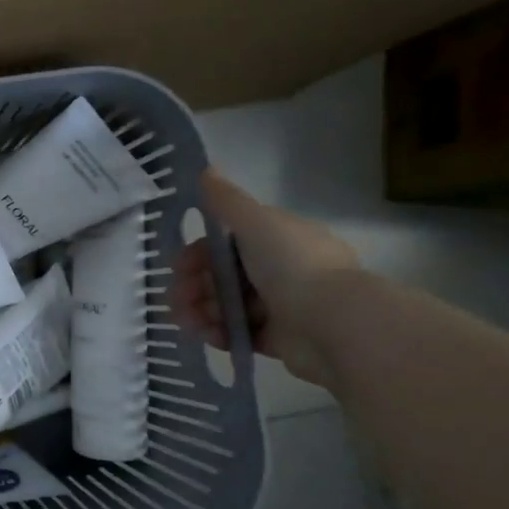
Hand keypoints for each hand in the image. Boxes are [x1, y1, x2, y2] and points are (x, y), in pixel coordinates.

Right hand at [173, 169, 360, 387]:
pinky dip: (218, 333)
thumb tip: (204, 169)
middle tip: (175, 299)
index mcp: (278, 239)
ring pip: (227, 305)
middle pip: (223, 276)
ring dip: (200, 310)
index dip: (198, 253)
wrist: (334, 323)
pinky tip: (204, 335)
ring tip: (185, 322)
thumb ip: (226, 200)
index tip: (177, 266)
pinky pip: (239, 333)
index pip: (227, 243)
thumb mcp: (256, 222)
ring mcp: (281, 306)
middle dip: (193, 285)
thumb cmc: (293, 265)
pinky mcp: (279, 339)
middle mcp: (281, 270)